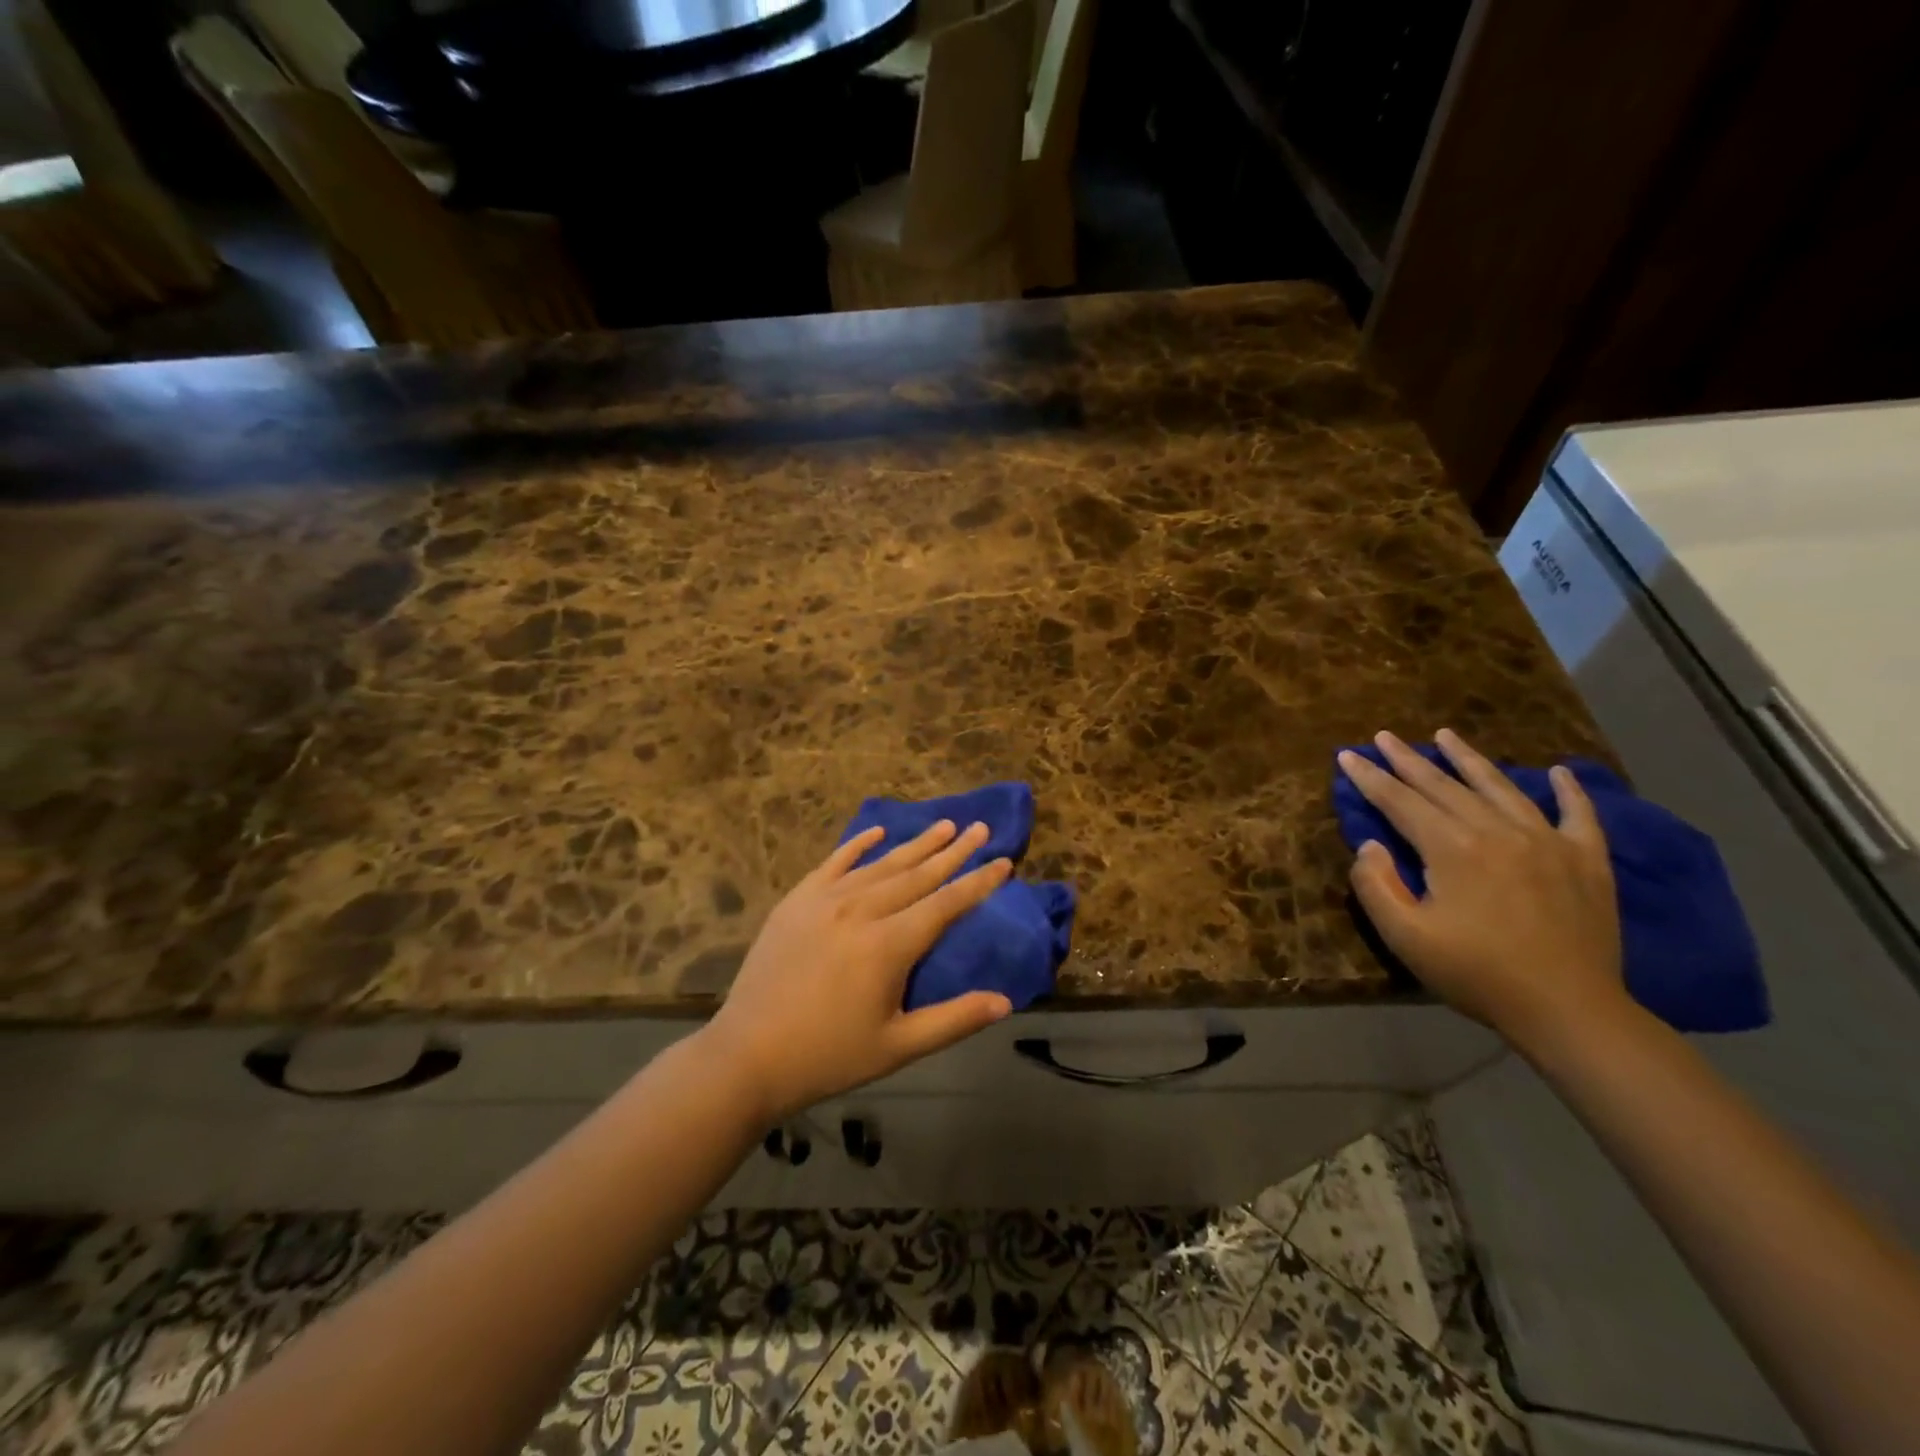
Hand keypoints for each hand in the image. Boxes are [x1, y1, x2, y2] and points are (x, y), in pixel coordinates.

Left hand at [699, 820, 1014, 1123]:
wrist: (747, 1055)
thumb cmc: (829, 1056)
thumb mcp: (898, 1046)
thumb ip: (953, 1020)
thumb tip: (1004, 1002)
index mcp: (889, 945)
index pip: (946, 904)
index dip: (978, 882)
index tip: (1004, 861)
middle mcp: (861, 910)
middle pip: (918, 874)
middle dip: (954, 852)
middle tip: (981, 828)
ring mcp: (826, 900)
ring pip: (881, 864)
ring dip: (916, 844)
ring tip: (944, 825)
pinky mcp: (797, 901)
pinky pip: (834, 863)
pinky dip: (858, 845)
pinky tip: (877, 832)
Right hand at [1339, 728, 1627, 1048]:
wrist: (1570, 1010)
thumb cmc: (1477, 974)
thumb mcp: (1405, 937)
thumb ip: (1376, 885)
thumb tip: (1370, 845)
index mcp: (1453, 847)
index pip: (1400, 801)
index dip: (1370, 778)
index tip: (1347, 756)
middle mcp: (1498, 830)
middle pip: (1444, 786)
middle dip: (1408, 760)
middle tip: (1383, 736)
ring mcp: (1547, 841)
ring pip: (1500, 787)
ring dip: (1469, 759)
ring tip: (1446, 735)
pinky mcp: (1585, 860)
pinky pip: (1578, 814)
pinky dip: (1569, 790)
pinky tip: (1559, 771)